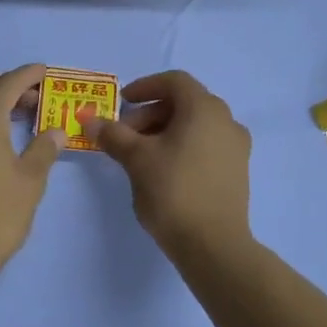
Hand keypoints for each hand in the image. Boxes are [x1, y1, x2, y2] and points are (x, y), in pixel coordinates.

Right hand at [84, 70, 251, 256]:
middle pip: (184, 103)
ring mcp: (236, 147)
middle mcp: (227, 121)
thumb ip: (113, 135)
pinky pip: (206, 146)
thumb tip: (90, 120)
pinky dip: (182, 148)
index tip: (122, 103)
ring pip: (195, 126)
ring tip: (140, 156)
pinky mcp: (237, 172)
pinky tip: (163, 172)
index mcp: (205, 108)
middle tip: (124, 136)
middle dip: (150, 114)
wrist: (213, 245)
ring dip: (165, 132)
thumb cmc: (173, 191)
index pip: (174, 81)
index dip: (144, 87)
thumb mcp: (136, 159)